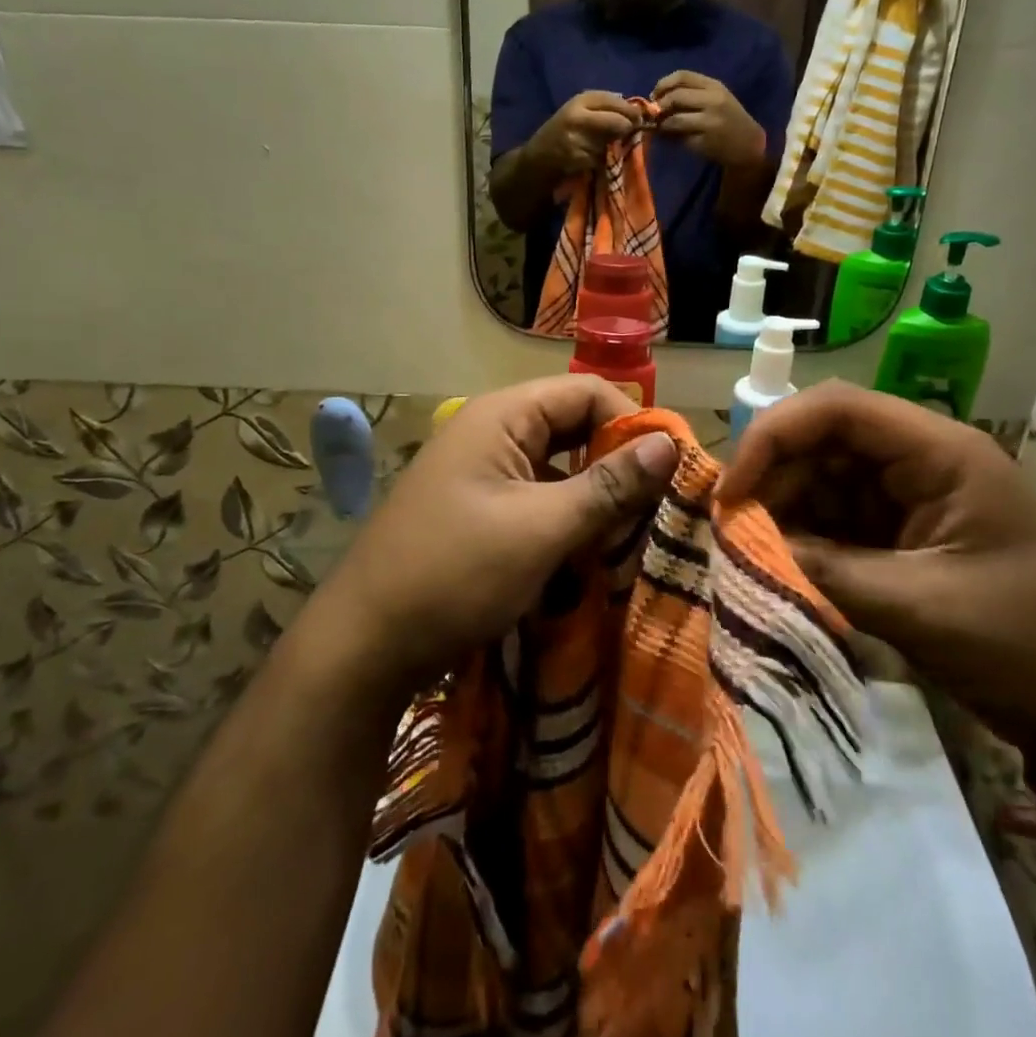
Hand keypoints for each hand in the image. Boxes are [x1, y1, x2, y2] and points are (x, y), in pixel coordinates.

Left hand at [308, 377, 677, 702]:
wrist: (365, 644)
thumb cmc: (456, 573)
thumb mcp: (542, 528)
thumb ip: (609, 486)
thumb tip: (670, 444)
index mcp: (502, 416)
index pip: (587, 392)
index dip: (632, 423)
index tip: (670, 471)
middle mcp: (491, 432)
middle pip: (573, 425)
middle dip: (617, 461)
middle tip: (658, 505)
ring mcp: (481, 472)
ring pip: (558, 465)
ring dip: (595, 493)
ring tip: (632, 532)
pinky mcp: (478, 509)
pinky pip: (537, 496)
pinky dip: (567, 516)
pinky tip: (589, 550)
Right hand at [531, 91, 642, 177]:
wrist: (538, 158)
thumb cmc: (563, 132)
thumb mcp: (580, 111)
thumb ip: (605, 107)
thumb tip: (636, 110)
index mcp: (580, 100)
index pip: (615, 101)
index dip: (630, 111)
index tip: (639, 118)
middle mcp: (578, 115)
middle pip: (618, 121)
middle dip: (626, 128)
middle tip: (627, 133)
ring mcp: (577, 138)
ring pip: (611, 142)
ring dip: (612, 146)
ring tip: (599, 146)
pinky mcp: (577, 158)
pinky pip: (601, 158)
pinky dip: (601, 160)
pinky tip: (589, 158)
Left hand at [652, 71, 767, 168]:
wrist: (749, 144)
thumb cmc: (729, 120)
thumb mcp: (715, 99)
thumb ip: (691, 95)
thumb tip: (656, 99)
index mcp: (714, 86)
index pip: (682, 76)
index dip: (663, 84)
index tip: (655, 95)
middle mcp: (713, 100)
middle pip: (675, 96)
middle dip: (659, 105)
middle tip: (655, 114)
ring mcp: (709, 122)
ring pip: (674, 119)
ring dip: (662, 125)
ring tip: (661, 128)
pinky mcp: (705, 141)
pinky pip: (679, 138)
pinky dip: (670, 138)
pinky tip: (671, 139)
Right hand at [717, 382, 1035, 776]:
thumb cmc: (1034, 645)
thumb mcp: (923, 608)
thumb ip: (827, 572)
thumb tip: (745, 548)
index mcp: (940, 453)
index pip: (837, 408)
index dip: (773, 436)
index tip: (733, 492)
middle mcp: (922, 462)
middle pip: (824, 441)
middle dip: (774, 480)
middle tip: (733, 532)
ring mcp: (914, 499)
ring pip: (825, 481)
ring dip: (785, 512)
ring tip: (751, 554)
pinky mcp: (906, 536)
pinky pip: (840, 521)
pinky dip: (806, 540)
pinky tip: (782, 567)